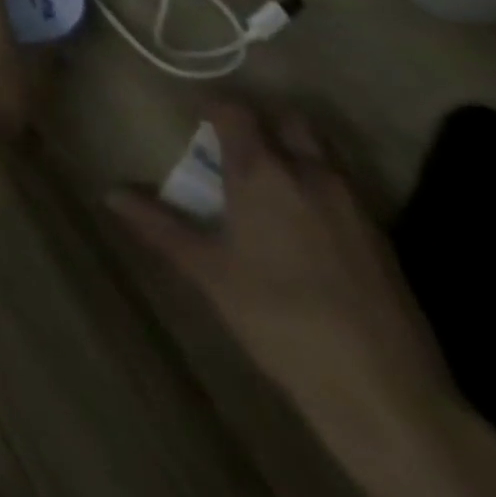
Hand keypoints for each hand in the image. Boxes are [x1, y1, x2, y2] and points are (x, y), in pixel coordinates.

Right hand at [107, 104, 449, 420]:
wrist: (384, 391)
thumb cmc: (278, 316)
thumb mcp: (206, 270)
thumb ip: (158, 224)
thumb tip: (110, 192)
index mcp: (263, 172)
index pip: (235, 111)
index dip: (212, 105)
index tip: (192, 114)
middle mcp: (311, 175)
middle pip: (290, 121)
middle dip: (262, 121)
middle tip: (233, 144)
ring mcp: (355, 207)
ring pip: (323, 154)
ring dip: (294, 152)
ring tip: (266, 181)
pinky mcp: (383, 240)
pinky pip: (344, 190)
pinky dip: (318, 187)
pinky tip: (303, 224)